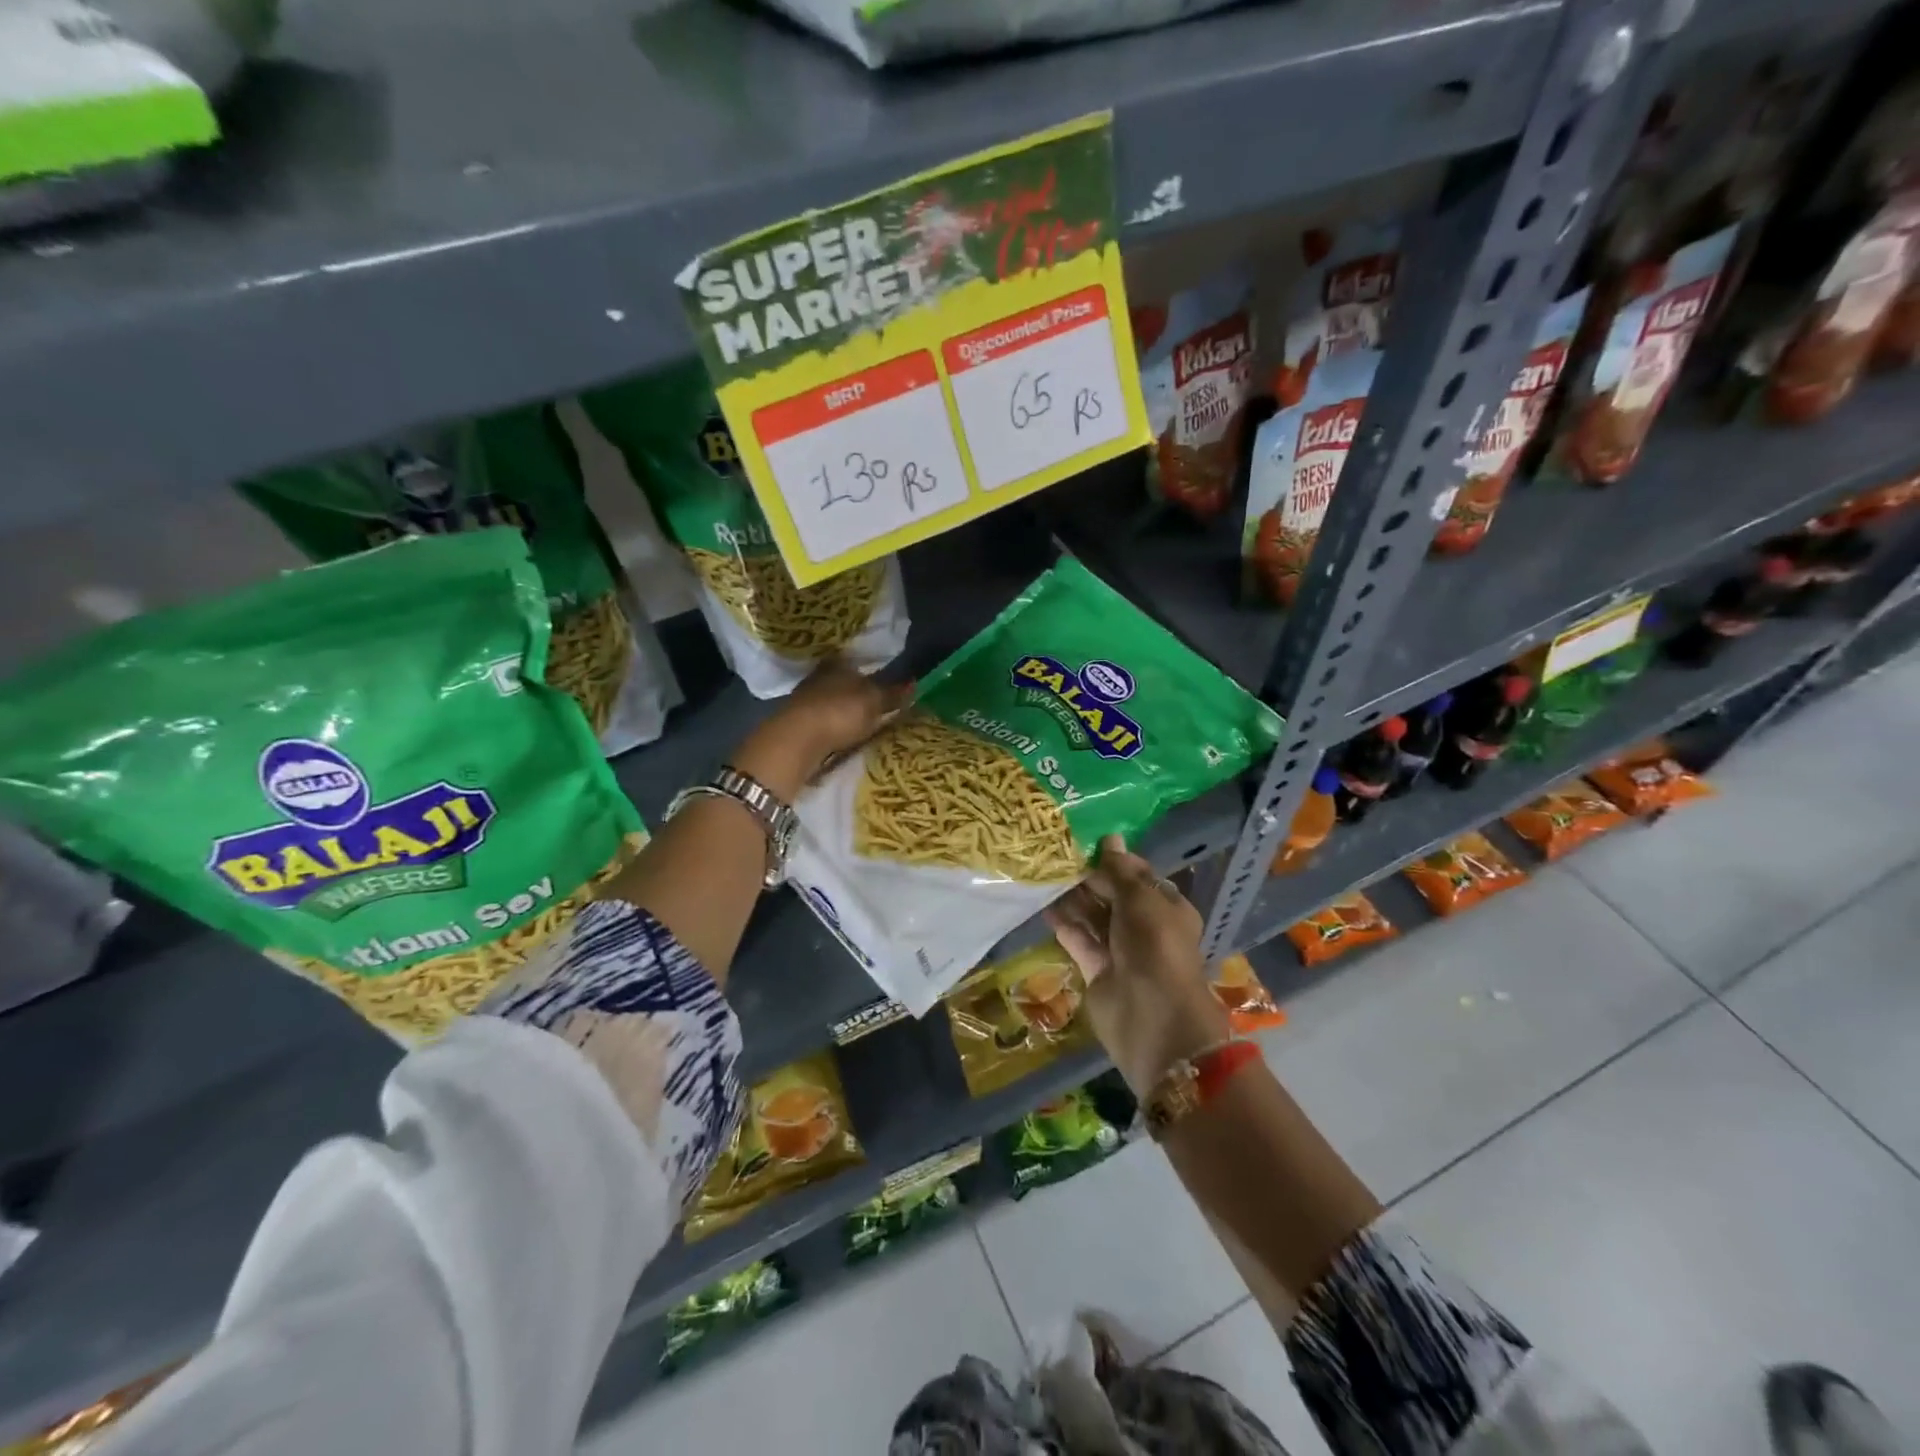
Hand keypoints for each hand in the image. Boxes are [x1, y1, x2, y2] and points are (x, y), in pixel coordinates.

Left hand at [730, 659, 912, 799]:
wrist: (797, 740)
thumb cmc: (840, 712)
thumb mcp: (874, 702)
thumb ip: (893, 694)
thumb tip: (914, 683)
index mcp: (838, 664)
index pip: (856, 663)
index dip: (870, 674)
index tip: (882, 685)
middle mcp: (819, 676)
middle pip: (842, 682)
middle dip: (856, 692)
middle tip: (874, 705)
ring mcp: (804, 699)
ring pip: (830, 700)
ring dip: (842, 710)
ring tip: (861, 724)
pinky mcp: (796, 722)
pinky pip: (821, 719)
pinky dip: (831, 725)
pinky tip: (841, 735)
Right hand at [1045, 835, 1230, 1094]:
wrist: (1152, 1018)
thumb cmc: (1155, 947)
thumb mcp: (1140, 900)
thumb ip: (1119, 872)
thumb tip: (1110, 837)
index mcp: (1166, 907)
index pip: (1137, 876)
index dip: (1113, 860)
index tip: (1082, 841)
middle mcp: (1144, 926)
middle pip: (1112, 895)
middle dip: (1088, 878)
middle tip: (1055, 856)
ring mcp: (1120, 950)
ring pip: (1094, 917)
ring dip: (1073, 899)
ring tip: (1044, 876)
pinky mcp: (1097, 970)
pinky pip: (1079, 941)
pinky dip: (1065, 925)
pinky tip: (1044, 906)